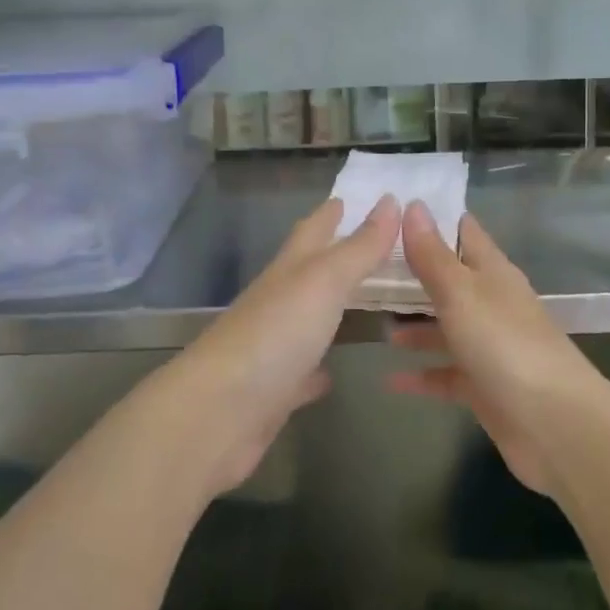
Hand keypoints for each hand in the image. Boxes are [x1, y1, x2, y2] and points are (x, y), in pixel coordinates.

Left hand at [167, 194, 401, 496]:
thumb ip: (359, 247)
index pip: (313, 229)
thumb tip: (391, 201)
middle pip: (310, 270)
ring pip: (309, 318)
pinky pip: (303, 373)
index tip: (355, 196)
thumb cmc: (275, 334)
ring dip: (332, 308)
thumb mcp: (324, 281)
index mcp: (290, 270)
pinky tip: (334, 373)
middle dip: (337, 254)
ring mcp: (275, 346)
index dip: (333, 212)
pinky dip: (318, 368)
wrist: (217, 413)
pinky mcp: (276, 391)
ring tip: (368, 301)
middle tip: (375, 245)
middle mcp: (280, 301)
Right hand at [389, 202, 604, 494]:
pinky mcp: (485, 387)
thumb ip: (433, 255)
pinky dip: (421, 375)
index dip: (432, 219)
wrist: (555, 424)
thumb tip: (414, 205)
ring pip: (445, 328)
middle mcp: (492, 304)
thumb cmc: (505, 345)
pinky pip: (446, 375)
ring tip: (374, 323)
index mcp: (492, 273)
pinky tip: (389, 379)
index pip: (463, 232)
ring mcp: (490, 347)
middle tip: (366, 266)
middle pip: (450, 281)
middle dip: (413, 274)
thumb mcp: (461, 293)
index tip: (392, 208)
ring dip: (414, 326)